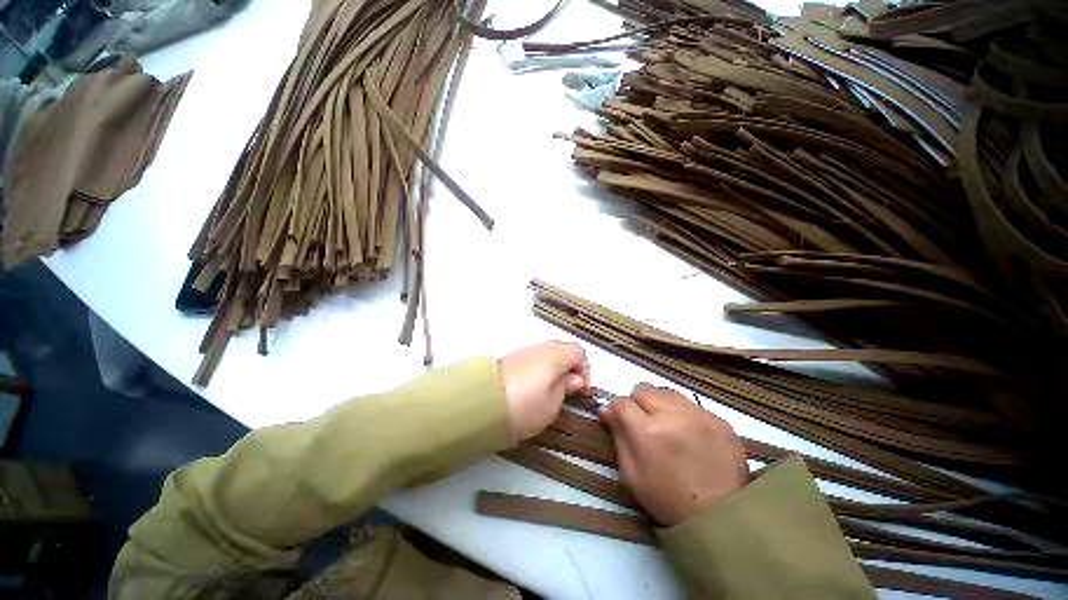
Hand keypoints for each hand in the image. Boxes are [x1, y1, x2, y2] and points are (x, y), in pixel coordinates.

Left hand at [500, 341, 590, 440]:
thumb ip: (566, 387)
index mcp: (555, 355)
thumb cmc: (524, 406)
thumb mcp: (552, 404)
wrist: (482, 405)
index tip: (582, 390)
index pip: (579, 351)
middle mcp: (540, 347)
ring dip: (554, 368)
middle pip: (563, 349)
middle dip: (570, 367)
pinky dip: (539, 369)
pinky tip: (533, 387)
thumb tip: (574, 379)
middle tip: (569, 389)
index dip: (585, 370)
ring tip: (551, 390)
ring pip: (547, 353)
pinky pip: (533, 358)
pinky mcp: (510, 358)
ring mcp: (523, 351)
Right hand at [601, 383, 747, 526]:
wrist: (721, 518)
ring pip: (667, 392)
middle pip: (643, 389)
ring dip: (660, 404)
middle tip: (644, 423)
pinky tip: (690, 434)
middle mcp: (672, 415)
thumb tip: (607, 411)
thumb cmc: (667, 500)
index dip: (617, 411)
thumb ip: (618, 437)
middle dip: (638, 403)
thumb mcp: (630, 475)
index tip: (620, 421)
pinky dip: (684, 414)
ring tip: (667, 425)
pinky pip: (692, 405)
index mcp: (647, 431)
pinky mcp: (720, 420)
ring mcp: (699, 415)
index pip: (621, 402)